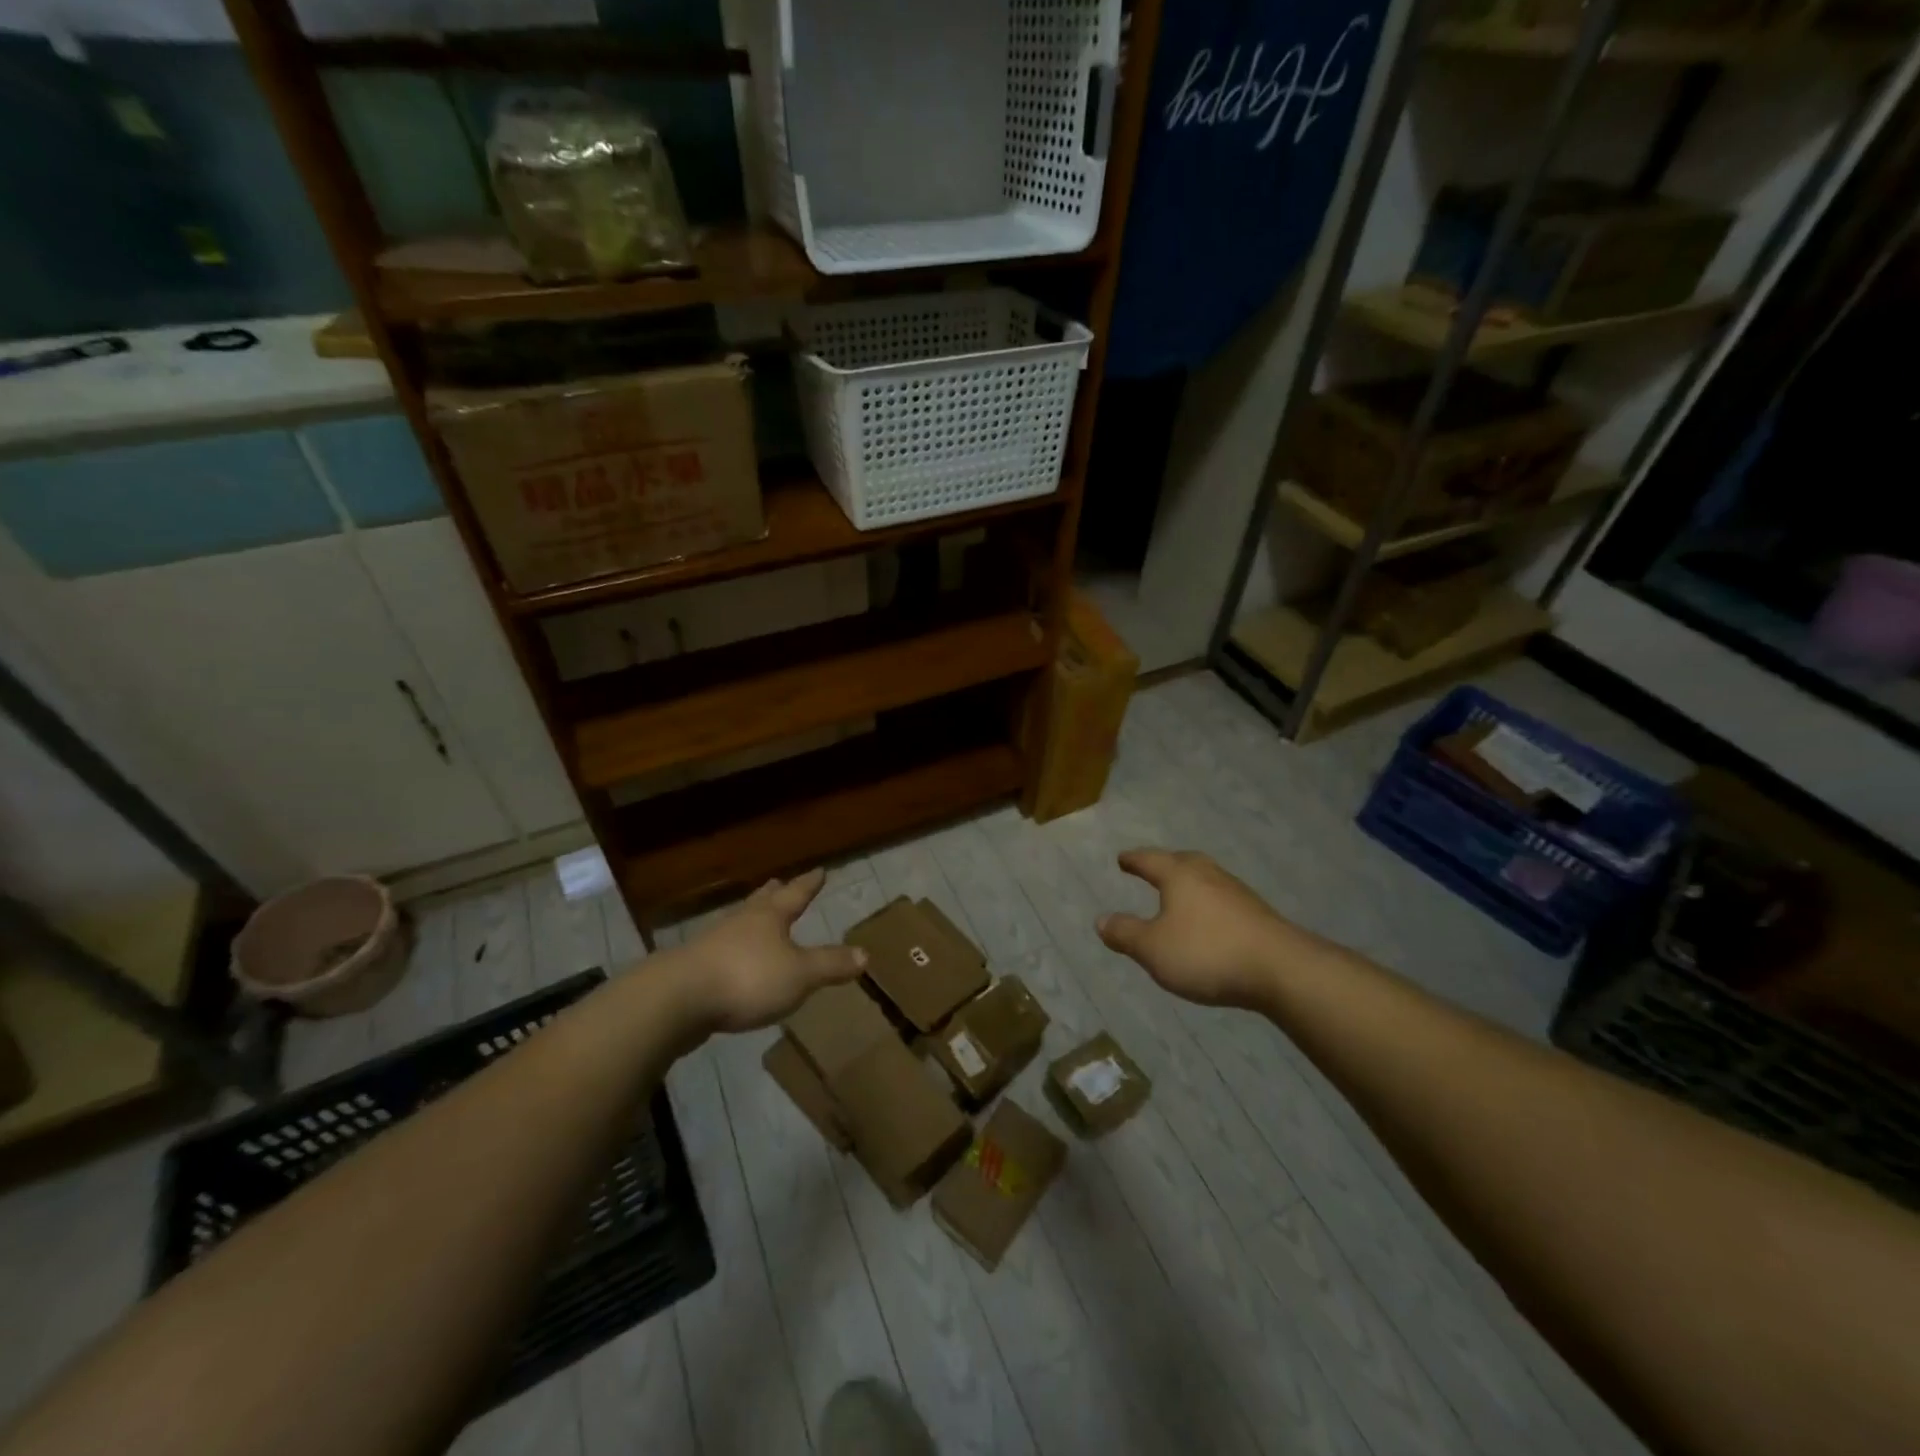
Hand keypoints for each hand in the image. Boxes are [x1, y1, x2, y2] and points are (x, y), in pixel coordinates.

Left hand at [674, 869, 866, 1035]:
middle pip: (762, 901)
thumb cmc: (747, 978)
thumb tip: (866, 953)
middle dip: (775, 894)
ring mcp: (714, 943)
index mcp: (770, 917)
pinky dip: (734, 950)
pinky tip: (733, 961)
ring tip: (757, 919)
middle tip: (780, 883)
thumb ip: (831, 964)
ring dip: (752, 920)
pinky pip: (723, 951)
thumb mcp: (800, 975)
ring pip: (739, 923)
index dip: (809, 884)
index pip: (796, 894)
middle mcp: (742, 921)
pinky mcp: (695, 968)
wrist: (678, 999)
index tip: (819, 870)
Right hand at [1096, 848, 1314, 1007]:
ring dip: (1189, 883)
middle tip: (1151, 867)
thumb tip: (1101, 920)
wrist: (1282, 970)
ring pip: (1205, 878)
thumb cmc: (1207, 952)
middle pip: (1182, 861)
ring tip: (1178, 894)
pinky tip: (1208, 920)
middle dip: (1164, 864)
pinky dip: (1207, 902)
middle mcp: (1208, 874)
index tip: (1122, 859)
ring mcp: (1237, 892)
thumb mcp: (1153, 949)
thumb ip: (1125, 934)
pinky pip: (1222, 899)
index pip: (1150, 860)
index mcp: (1180, 875)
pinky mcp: (1257, 914)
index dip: (1133, 860)